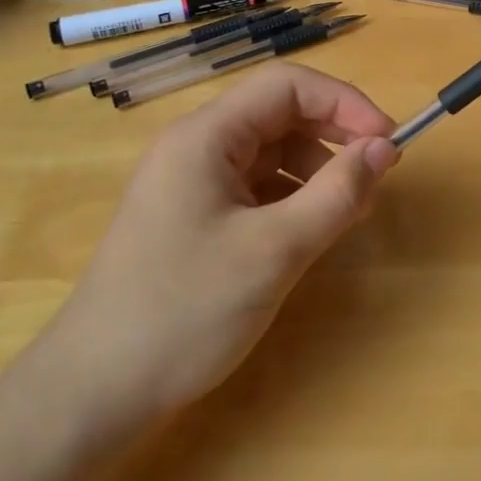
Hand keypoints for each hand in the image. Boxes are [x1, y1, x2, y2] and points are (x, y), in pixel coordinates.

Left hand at [40, 64, 398, 433]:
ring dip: (316, 167)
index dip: (344, 102)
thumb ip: (337, 194)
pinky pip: (254, 185)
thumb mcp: (275, 250)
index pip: (286, 86)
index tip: (387, 140)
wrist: (93, 394)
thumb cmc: (184, 312)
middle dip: (333, 135)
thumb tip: (384, 148)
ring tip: (351, 208)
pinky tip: (312, 228)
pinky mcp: (192, 215)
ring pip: (270, 151)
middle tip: (377, 173)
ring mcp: (191, 181)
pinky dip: (291, 196)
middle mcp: (196, 146)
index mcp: (206, 135)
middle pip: (278, 114)